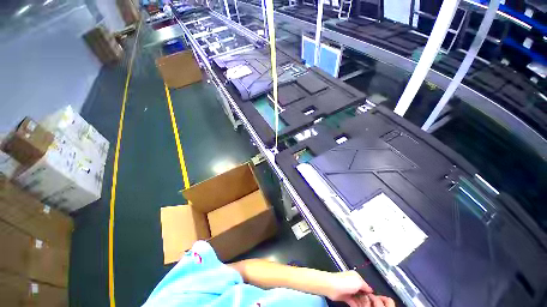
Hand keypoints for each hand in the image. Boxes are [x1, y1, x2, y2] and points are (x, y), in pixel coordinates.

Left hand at [326, 271, 394, 306]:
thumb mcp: (358, 282)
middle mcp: (353, 283)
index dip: (371, 293)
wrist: (331, 286)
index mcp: (357, 277)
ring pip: (359, 299)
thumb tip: (371, 290)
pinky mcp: (346, 297)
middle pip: (363, 293)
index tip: (376, 300)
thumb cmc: (345, 282)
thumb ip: (366, 286)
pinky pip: (354, 303)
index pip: (367, 286)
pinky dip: (357, 305)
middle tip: (371, 305)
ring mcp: (350, 291)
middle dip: (367, 299)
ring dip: (363, 303)